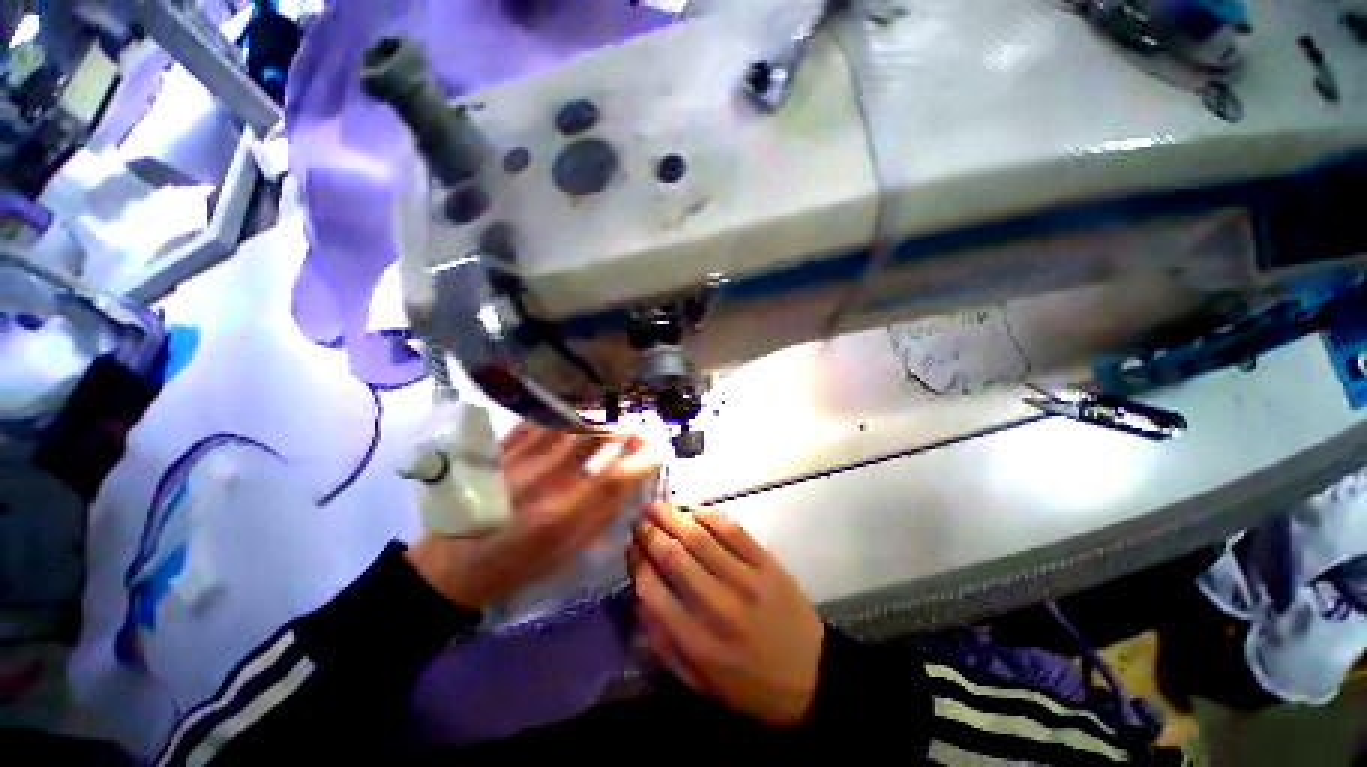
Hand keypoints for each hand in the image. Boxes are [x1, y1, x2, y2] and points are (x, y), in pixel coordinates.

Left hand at [406, 422, 654, 610]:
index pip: (613, 479)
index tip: (656, 451)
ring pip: (565, 427)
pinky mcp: (499, 452)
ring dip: (594, 417)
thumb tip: (629, 483)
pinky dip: (560, 413)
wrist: (452, 567)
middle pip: (590, 444)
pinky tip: (574, 409)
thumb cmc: (516, 566)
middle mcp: (541, 483)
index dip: (640, 461)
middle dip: (621, 431)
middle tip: (638, 426)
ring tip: (612, 413)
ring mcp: (517, 462)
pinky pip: (535, 422)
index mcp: (560, 517)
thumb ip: (600, 517)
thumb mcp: (565, 553)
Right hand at [629, 503, 824, 727]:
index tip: (630, 549)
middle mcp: (717, 607)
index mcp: (697, 643)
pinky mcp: (767, 565)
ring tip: (656, 507)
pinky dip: (710, 516)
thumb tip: (639, 600)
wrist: (812, 678)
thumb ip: (664, 644)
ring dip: (673, 518)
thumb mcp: (699, 682)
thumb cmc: (750, 686)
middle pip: (674, 558)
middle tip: (639, 521)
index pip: (652, 592)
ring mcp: (746, 581)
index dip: (637, 564)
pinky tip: (695, 511)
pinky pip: (734, 531)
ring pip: (700, 539)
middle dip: (650, 534)